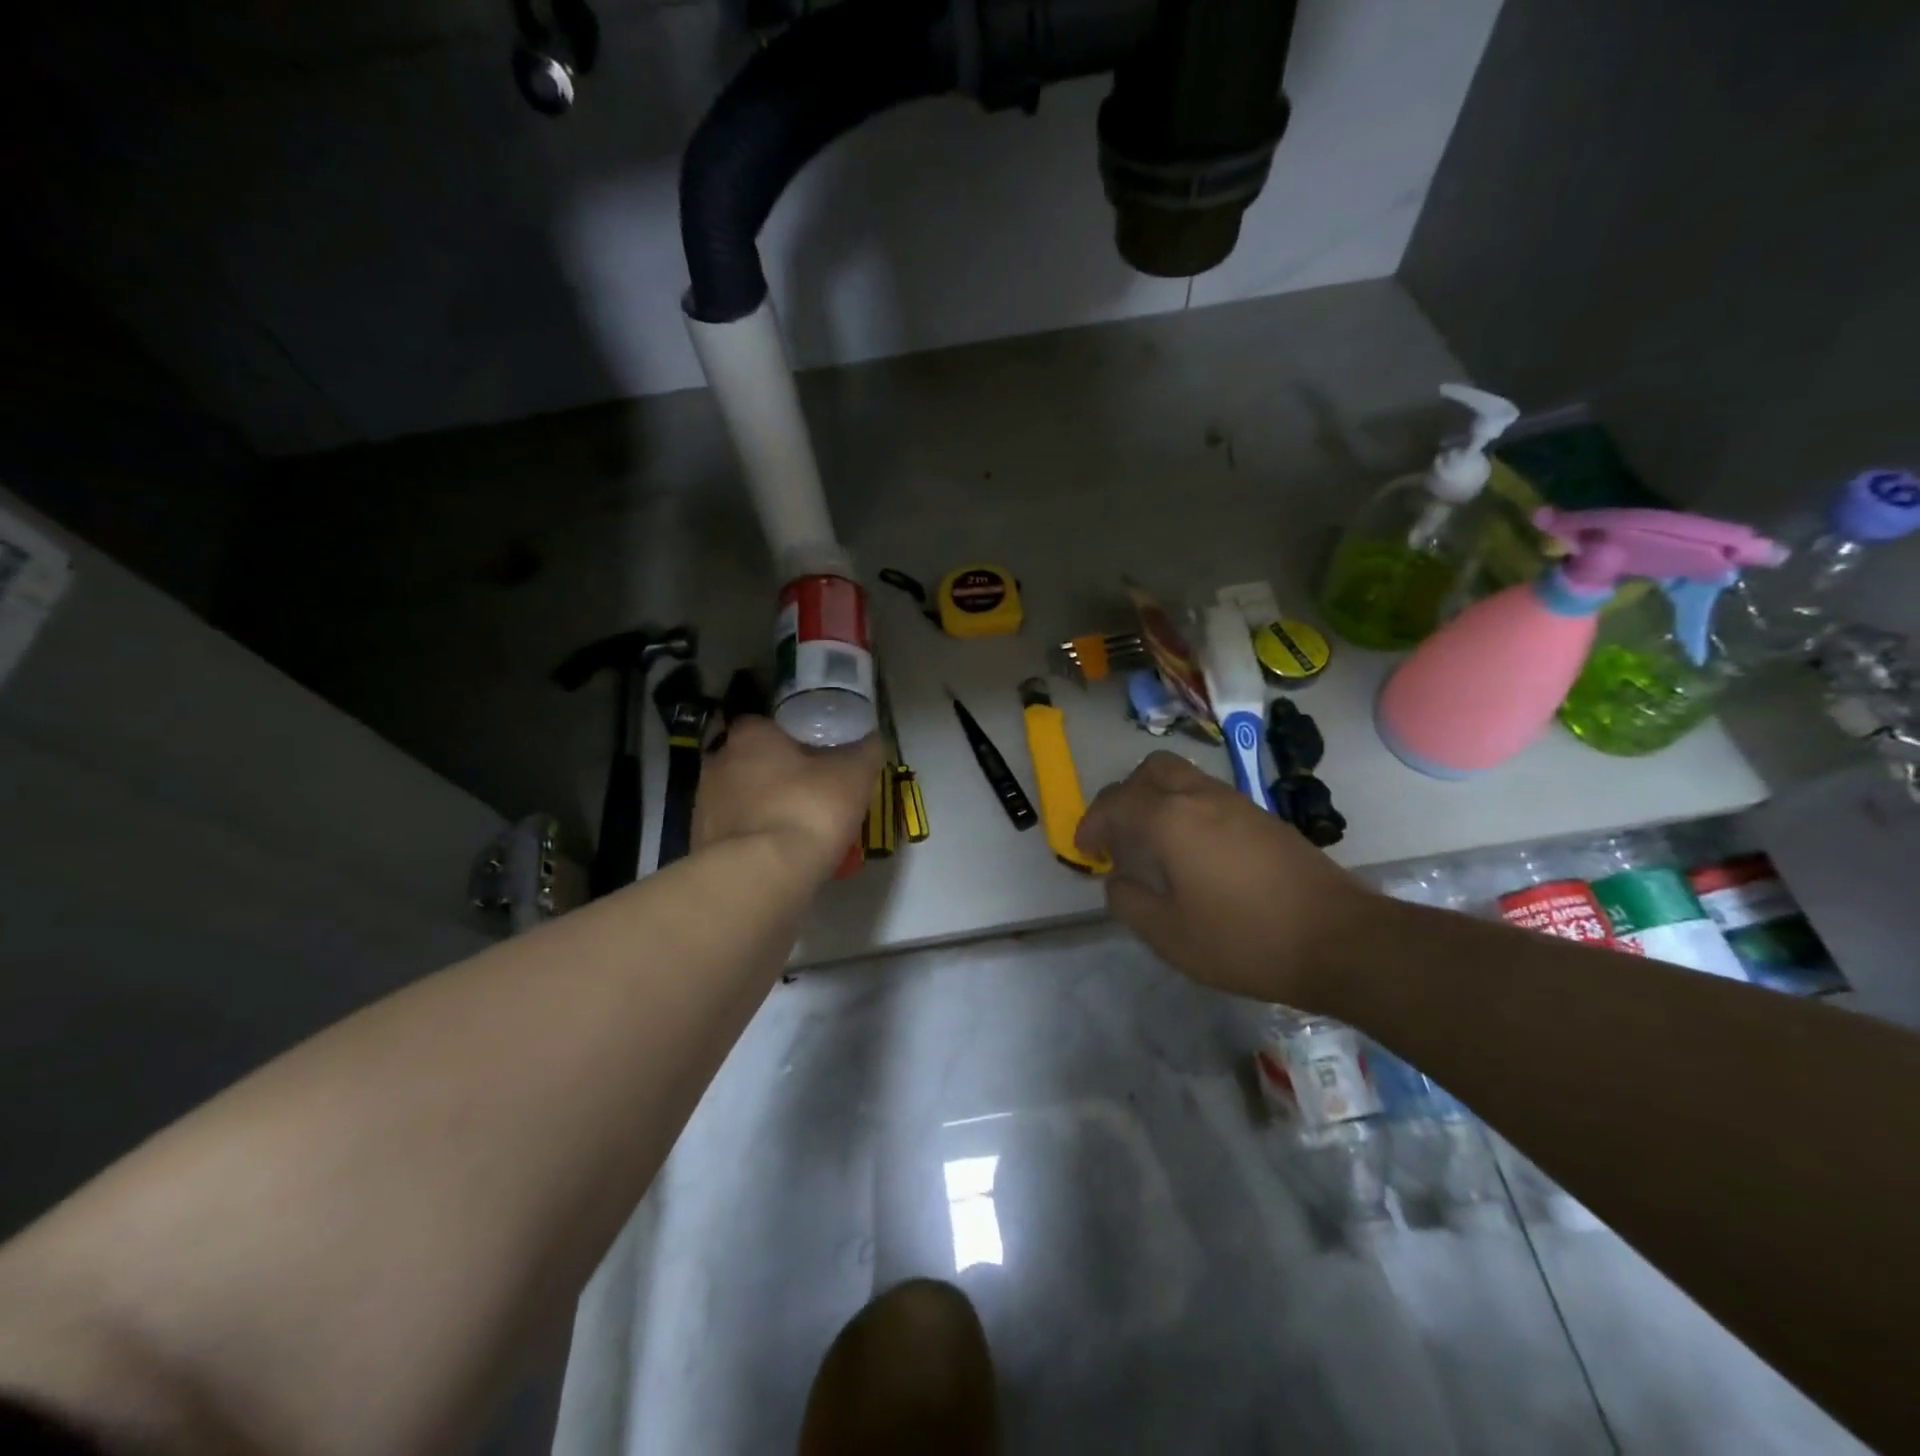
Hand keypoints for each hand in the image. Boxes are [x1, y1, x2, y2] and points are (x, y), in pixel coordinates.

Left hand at [695, 716, 882, 873]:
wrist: (759, 877)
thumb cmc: (807, 810)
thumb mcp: (853, 776)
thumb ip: (864, 751)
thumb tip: (870, 739)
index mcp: (750, 735)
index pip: (768, 723)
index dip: (794, 735)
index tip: (817, 751)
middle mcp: (718, 762)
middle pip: (754, 760)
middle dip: (779, 773)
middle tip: (813, 789)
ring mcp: (705, 805)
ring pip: (744, 798)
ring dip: (766, 807)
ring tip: (800, 826)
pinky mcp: (702, 845)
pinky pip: (738, 833)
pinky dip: (757, 839)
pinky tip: (781, 854)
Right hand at [1076, 752, 1369, 1003]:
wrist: (1340, 940)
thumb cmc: (1245, 940)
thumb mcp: (1169, 936)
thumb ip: (1129, 903)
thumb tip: (1116, 880)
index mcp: (1170, 819)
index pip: (1116, 804)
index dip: (1092, 824)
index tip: (1085, 850)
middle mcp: (1201, 797)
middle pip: (1151, 771)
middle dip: (1124, 795)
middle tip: (1118, 834)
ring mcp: (1237, 803)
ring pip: (1183, 779)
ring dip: (1157, 799)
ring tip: (1153, 844)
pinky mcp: (1264, 818)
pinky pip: (1209, 797)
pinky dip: (1186, 810)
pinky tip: (1194, 853)